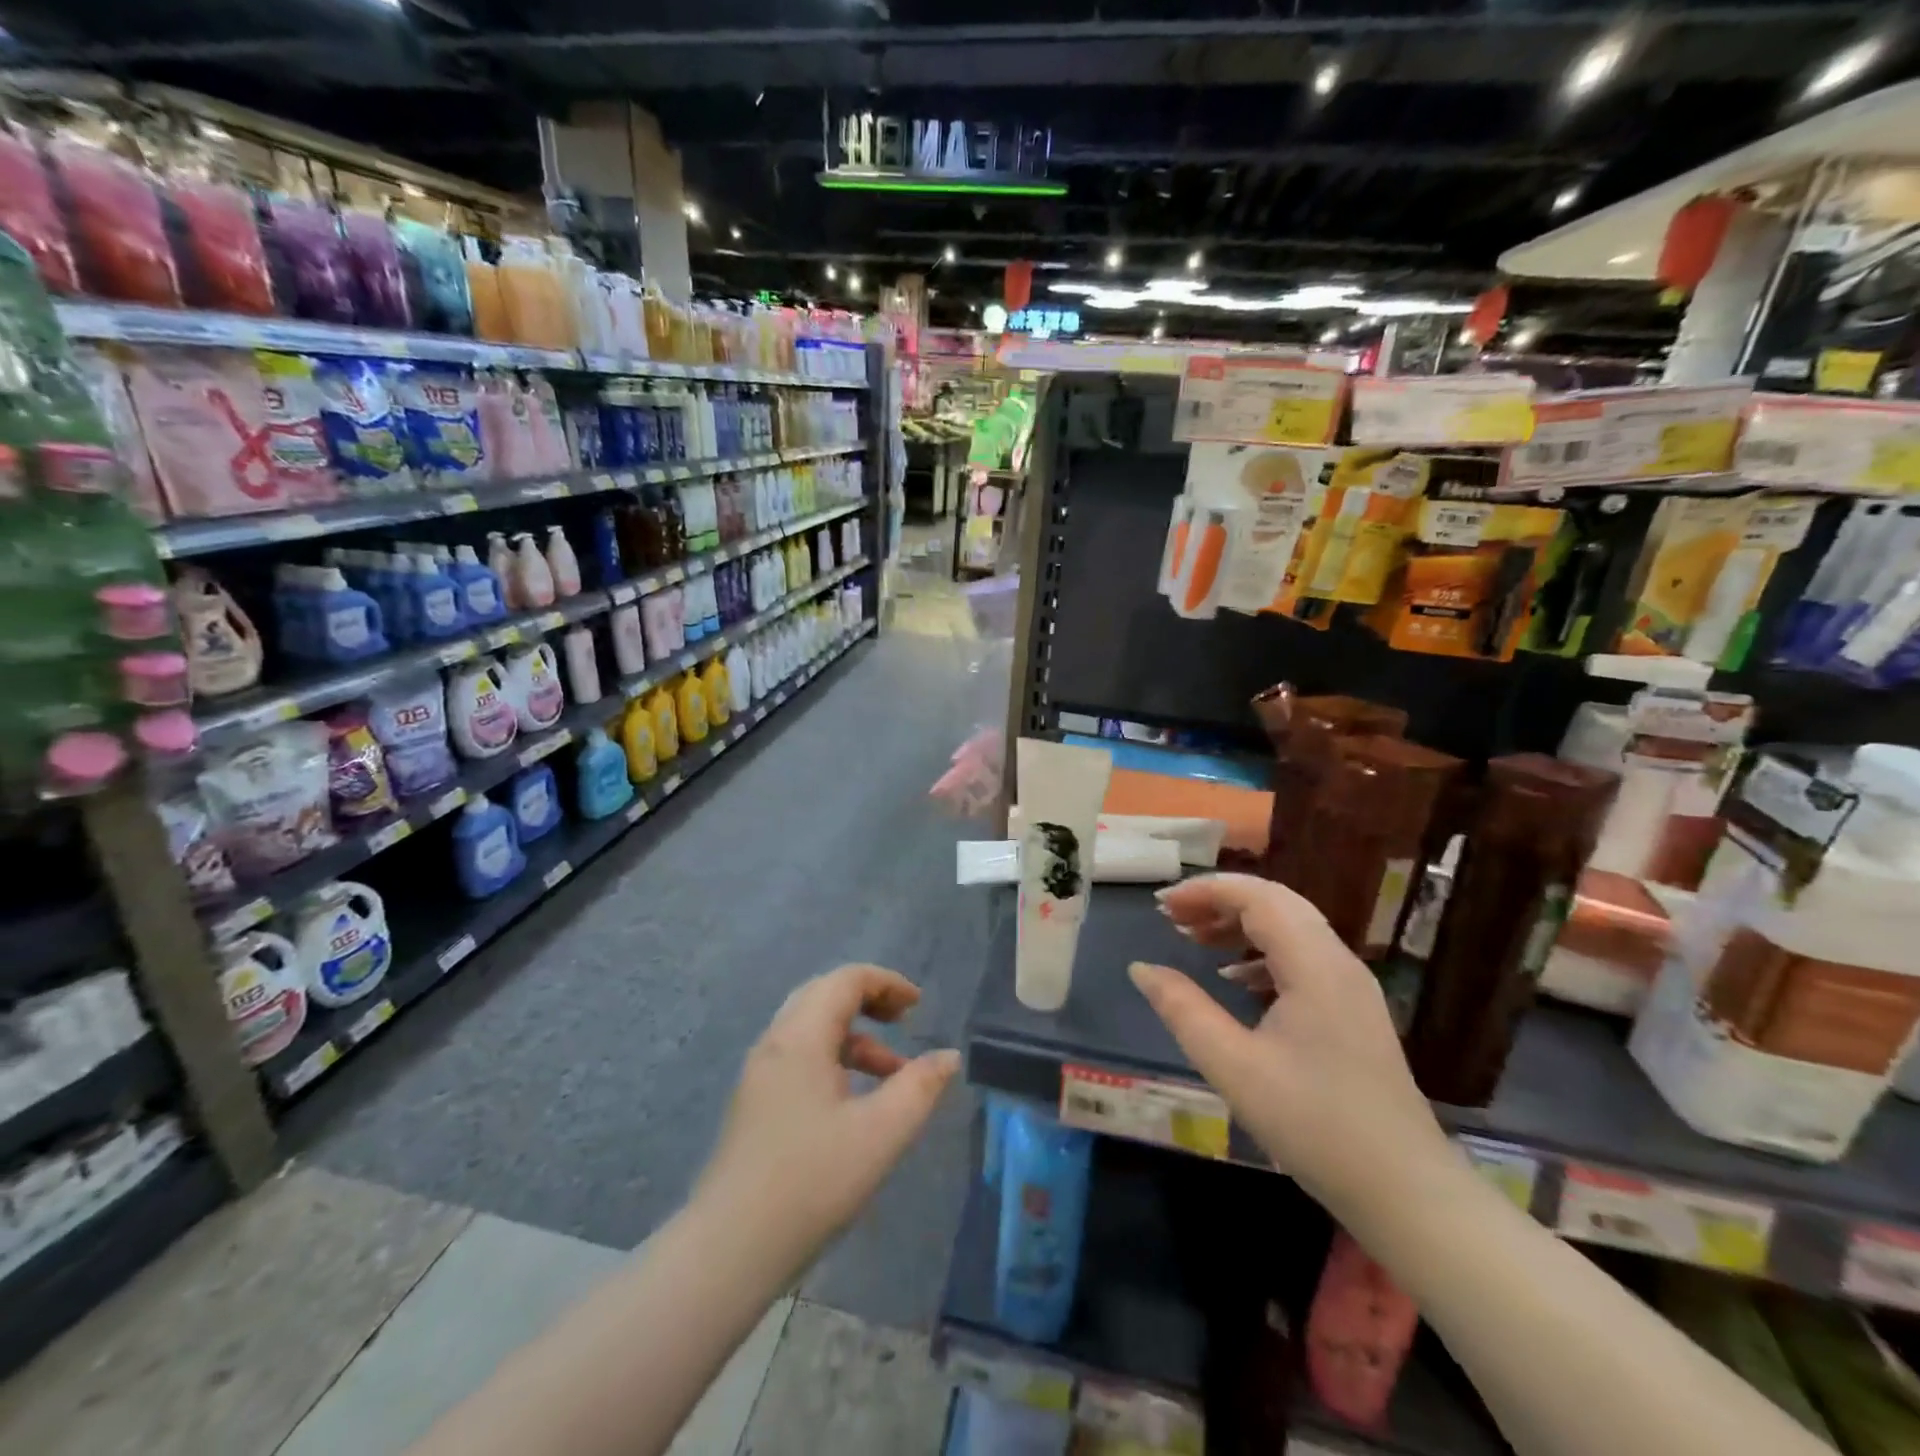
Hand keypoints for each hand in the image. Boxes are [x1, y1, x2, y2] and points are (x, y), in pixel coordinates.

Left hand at [695, 963, 959, 1275]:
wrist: (728, 1250)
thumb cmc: (811, 1182)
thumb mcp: (880, 1133)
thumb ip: (919, 1088)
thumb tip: (949, 1056)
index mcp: (801, 1037)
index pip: (845, 980)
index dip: (887, 983)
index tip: (919, 1007)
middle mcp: (775, 1042)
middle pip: (824, 995)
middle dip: (869, 1000)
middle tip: (904, 1022)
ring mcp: (759, 1073)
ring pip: (811, 1029)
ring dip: (854, 1037)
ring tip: (891, 1073)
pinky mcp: (754, 1103)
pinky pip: (799, 1057)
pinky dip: (833, 1059)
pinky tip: (854, 1102)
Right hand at [1129, 874, 1448, 1215]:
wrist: (1404, 1192)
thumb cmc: (1314, 1124)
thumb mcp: (1233, 1067)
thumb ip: (1183, 1010)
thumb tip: (1141, 968)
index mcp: (1314, 965)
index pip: (1257, 897)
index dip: (1205, 891)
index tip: (1161, 906)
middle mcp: (1338, 961)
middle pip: (1275, 903)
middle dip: (1219, 901)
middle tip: (1171, 917)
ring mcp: (1351, 986)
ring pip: (1290, 928)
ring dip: (1239, 924)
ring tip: (1192, 939)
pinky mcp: (1352, 1010)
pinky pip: (1302, 956)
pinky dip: (1260, 951)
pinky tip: (1232, 978)